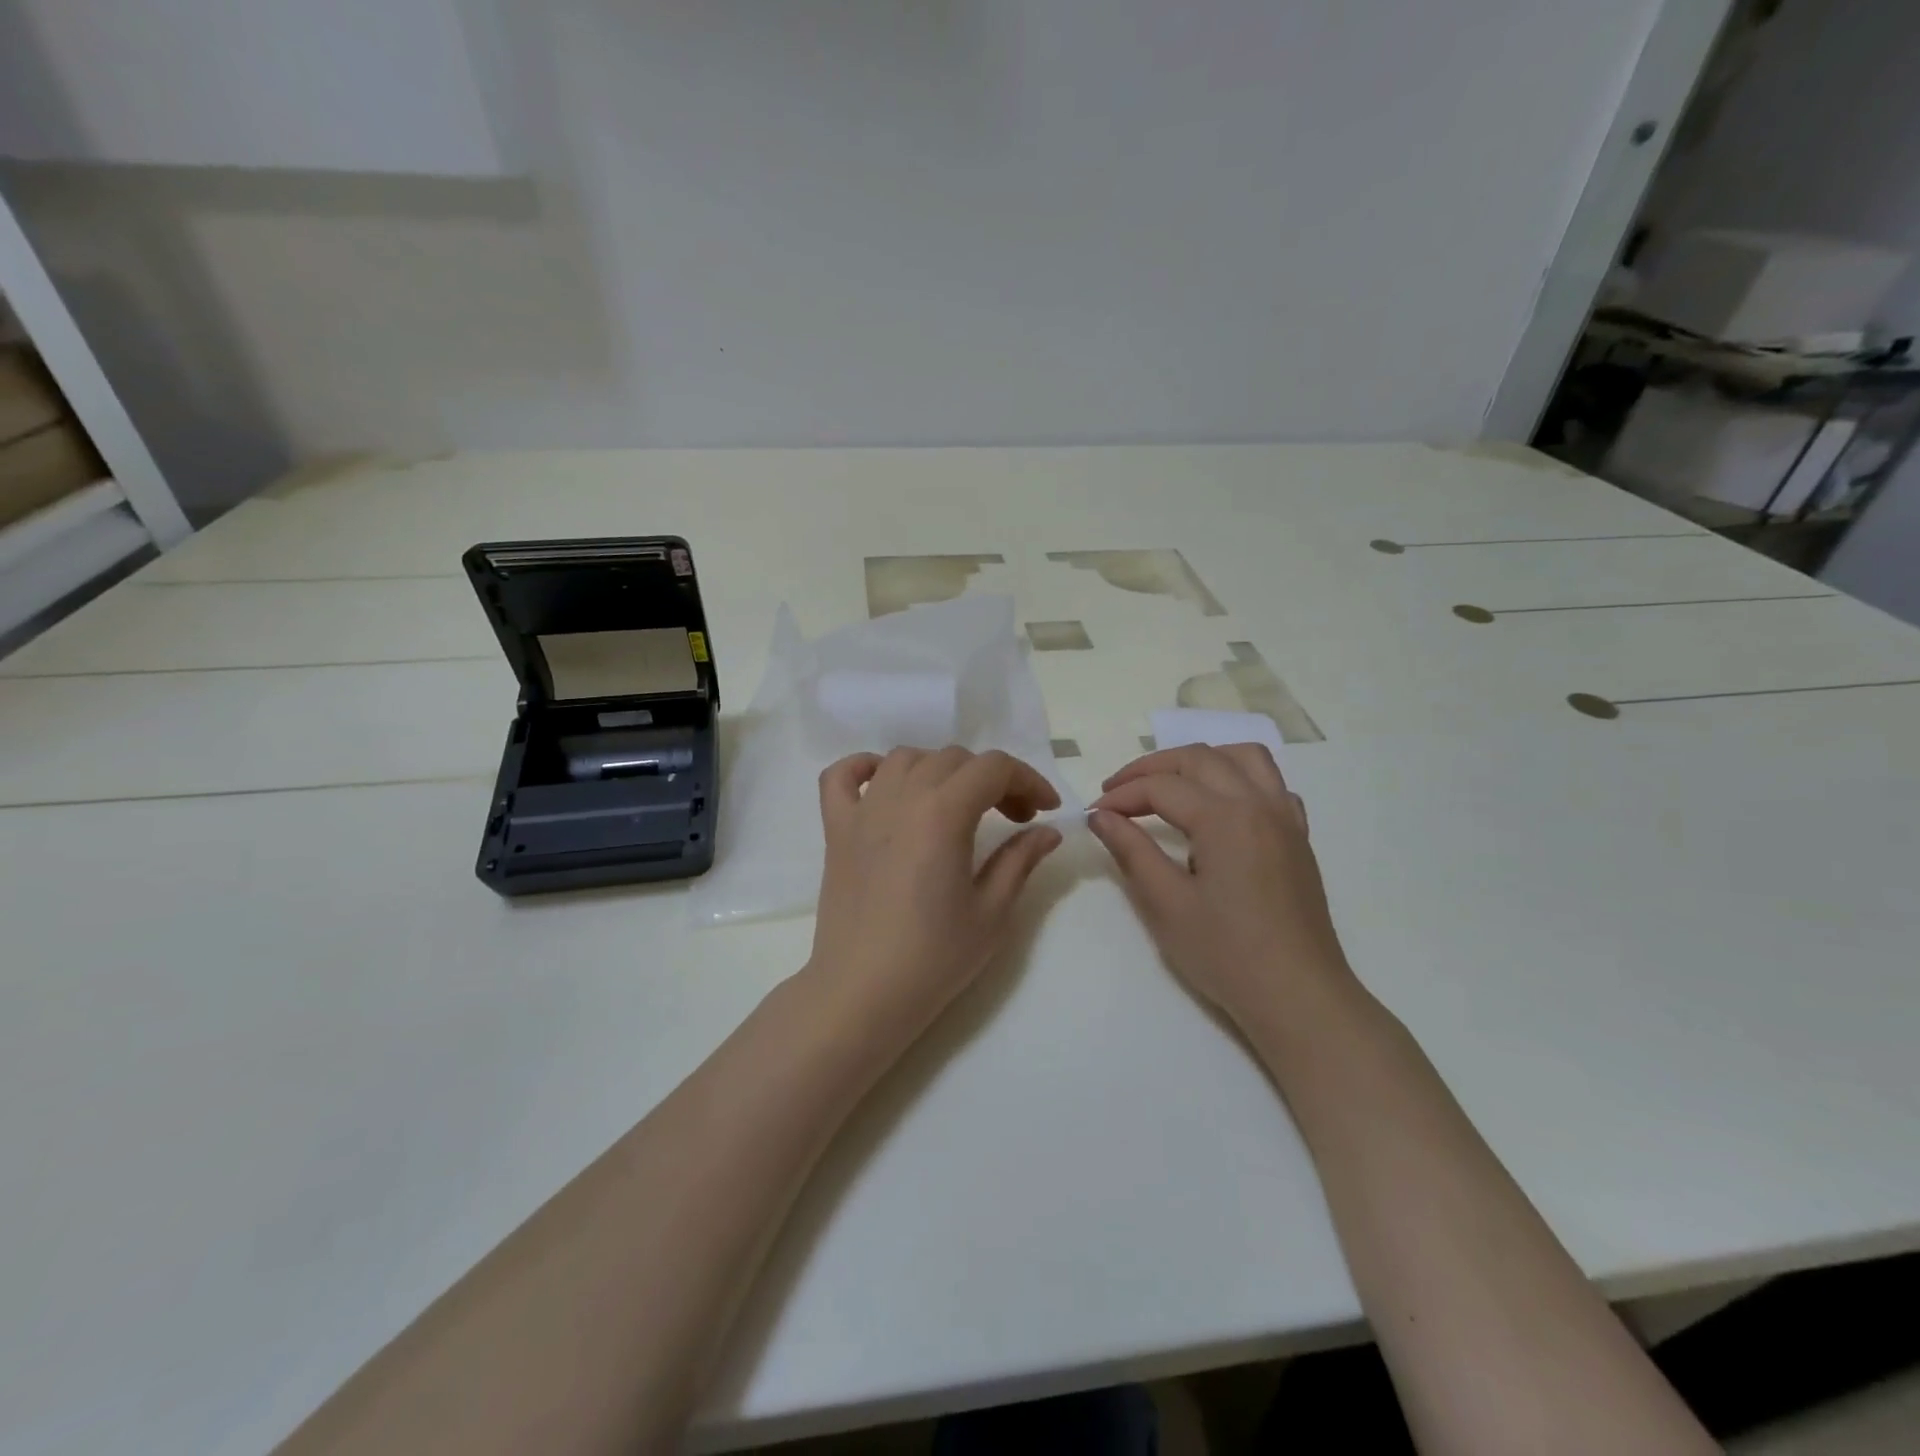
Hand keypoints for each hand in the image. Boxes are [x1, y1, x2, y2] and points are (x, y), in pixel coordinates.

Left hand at [808, 748, 1063, 1040]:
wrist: (862, 993)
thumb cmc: (934, 957)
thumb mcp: (992, 912)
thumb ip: (1020, 860)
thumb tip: (1049, 831)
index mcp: (943, 813)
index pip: (993, 768)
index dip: (1028, 780)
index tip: (1046, 810)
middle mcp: (901, 797)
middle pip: (954, 759)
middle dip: (993, 780)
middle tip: (1013, 819)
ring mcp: (862, 810)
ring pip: (905, 759)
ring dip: (940, 770)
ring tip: (957, 805)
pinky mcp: (835, 829)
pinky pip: (842, 776)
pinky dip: (865, 768)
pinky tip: (886, 786)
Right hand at [1088, 744, 1355, 1031]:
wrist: (1297, 996)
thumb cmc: (1226, 954)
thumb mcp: (1166, 904)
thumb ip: (1131, 850)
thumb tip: (1101, 816)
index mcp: (1225, 818)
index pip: (1161, 787)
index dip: (1121, 795)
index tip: (1094, 813)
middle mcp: (1259, 803)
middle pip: (1198, 758)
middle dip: (1151, 768)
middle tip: (1116, 791)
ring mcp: (1285, 817)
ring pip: (1243, 756)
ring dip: (1199, 759)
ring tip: (1169, 783)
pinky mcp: (1298, 836)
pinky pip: (1272, 783)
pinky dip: (1239, 777)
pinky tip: (1221, 805)